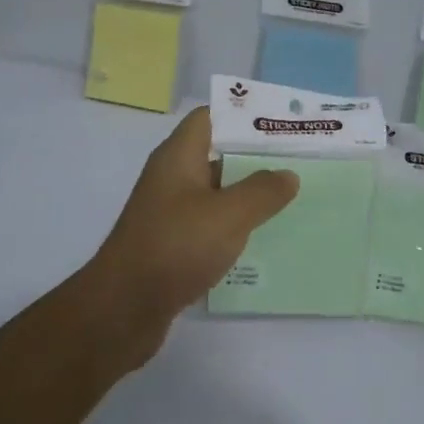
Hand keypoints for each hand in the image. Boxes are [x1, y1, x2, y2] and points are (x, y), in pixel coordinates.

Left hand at [90, 106, 298, 329]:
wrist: (124, 308)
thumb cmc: (175, 247)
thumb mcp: (228, 214)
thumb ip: (262, 191)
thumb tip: (287, 174)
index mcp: (178, 157)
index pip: (211, 117)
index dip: (245, 116)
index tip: (283, 125)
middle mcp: (172, 178)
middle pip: (218, 155)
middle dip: (256, 157)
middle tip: (299, 162)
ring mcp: (170, 213)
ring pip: (217, 193)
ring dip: (249, 195)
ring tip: (292, 198)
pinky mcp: (173, 244)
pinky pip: (211, 225)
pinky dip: (235, 227)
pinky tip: (263, 237)